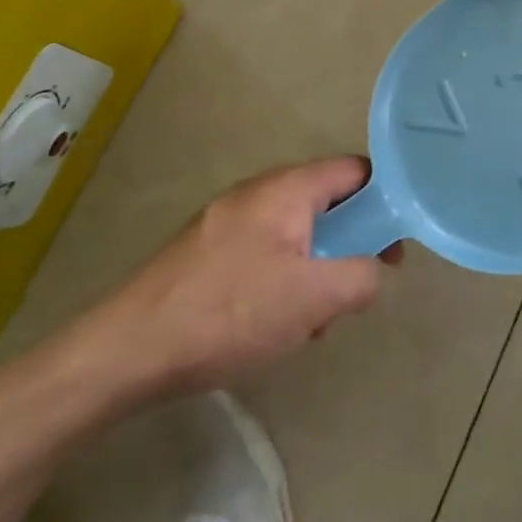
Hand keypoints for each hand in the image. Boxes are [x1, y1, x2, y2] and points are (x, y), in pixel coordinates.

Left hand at [89, 158, 399, 402]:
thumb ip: (362, 276)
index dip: (386, 201)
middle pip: (327, 204)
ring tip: (308, 321)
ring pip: (296, 233)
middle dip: (348, 246)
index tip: (393, 247)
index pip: (357, 171)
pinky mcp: (207, 250)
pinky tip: (270, 324)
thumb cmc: (230, 313)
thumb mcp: (314, 298)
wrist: (128, 350)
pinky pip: (265, 251)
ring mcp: (228, 219)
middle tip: (350, 291)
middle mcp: (258, 191)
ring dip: (315, 270)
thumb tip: (373, 270)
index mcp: (287, 188)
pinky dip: (283, 279)